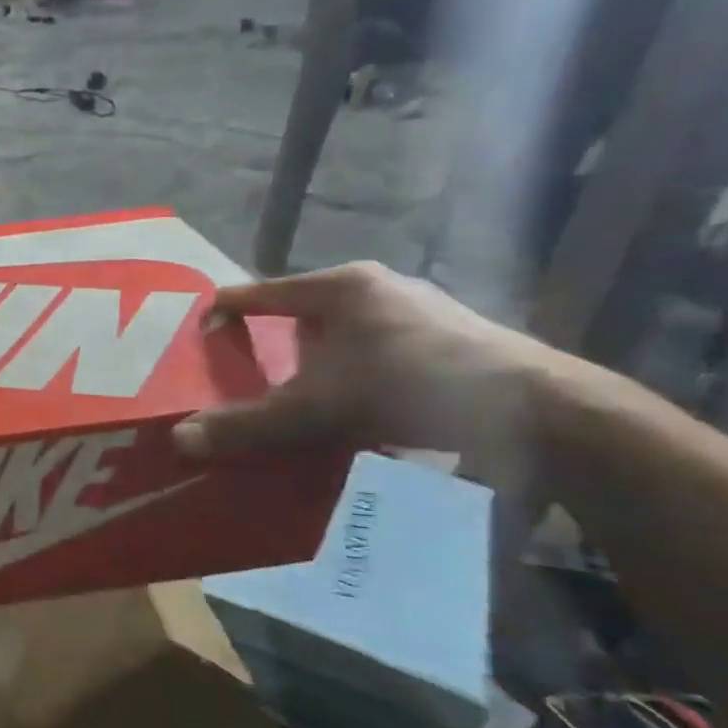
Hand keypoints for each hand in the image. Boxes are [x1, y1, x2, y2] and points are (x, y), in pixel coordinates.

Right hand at [172, 263, 552, 474]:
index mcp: (339, 288)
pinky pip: (379, 351)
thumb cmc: (413, 388)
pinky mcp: (454, 340)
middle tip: (245, 377)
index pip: (260, 292)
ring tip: (296, 397)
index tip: (197, 335)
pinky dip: (355, 374)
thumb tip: (179, 440)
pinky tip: (355, 407)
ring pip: (344, 334)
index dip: (224, 310)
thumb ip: (247, 425)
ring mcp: (423, 312)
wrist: (547, 415)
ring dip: (317, 362)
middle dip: (272, 344)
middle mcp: (379, 289)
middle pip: (302, 313)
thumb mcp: (317, 411)